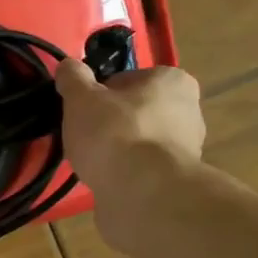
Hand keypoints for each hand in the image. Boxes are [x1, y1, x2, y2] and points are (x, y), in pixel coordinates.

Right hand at [55, 59, 206, 255]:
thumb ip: (73, 78)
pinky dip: (125, 173)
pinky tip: (107, 180)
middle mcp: (189, 111)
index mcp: (173, 81)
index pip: (128, 79)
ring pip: (139, 142)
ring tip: (93, 162)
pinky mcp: (176, 181)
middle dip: (111, 122)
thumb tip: (68, 65)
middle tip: (85, 136)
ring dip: (118, 149)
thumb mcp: (81, 98)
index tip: (83, 110)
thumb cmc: (114, 133)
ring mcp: (186, 149)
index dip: (100, 94)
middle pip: (136, 111)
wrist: (141, 193)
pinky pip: (142, 169)